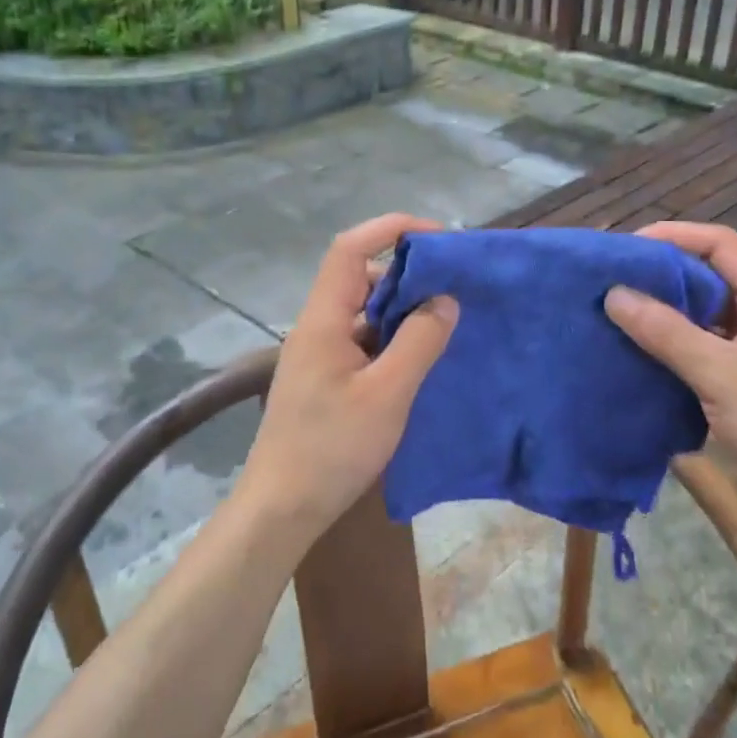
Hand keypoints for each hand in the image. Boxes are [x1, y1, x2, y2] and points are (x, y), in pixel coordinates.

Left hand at [239, 214, 458, 541]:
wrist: (282, 508)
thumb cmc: (332, 449)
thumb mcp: (387, 394)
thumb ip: (419, 342)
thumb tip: (445, 299)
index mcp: (324, 319)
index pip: (350, 248)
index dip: (391, 229)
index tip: (438, 238)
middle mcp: (318, 327)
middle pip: (360, 277)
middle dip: (407, 272)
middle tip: (454, 285)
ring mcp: (319, 353)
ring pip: (364, 311)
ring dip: (403, 308)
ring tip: (447, 320)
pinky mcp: (326, 378)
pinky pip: (364, 340)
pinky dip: (393, 338)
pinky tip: (422, 357)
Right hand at [604, 221, 736, 524]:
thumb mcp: (720, 375)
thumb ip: (666, 332)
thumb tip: (613, 293)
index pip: (720, 244)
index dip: (674, 236)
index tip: (627, 249)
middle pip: (710, 274)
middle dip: (663, 274)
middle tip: (614, 280)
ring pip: (705, 312)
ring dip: (666, 310)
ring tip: (619, 312)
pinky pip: (705, 344)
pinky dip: (674, 342)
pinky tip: (643, 351)